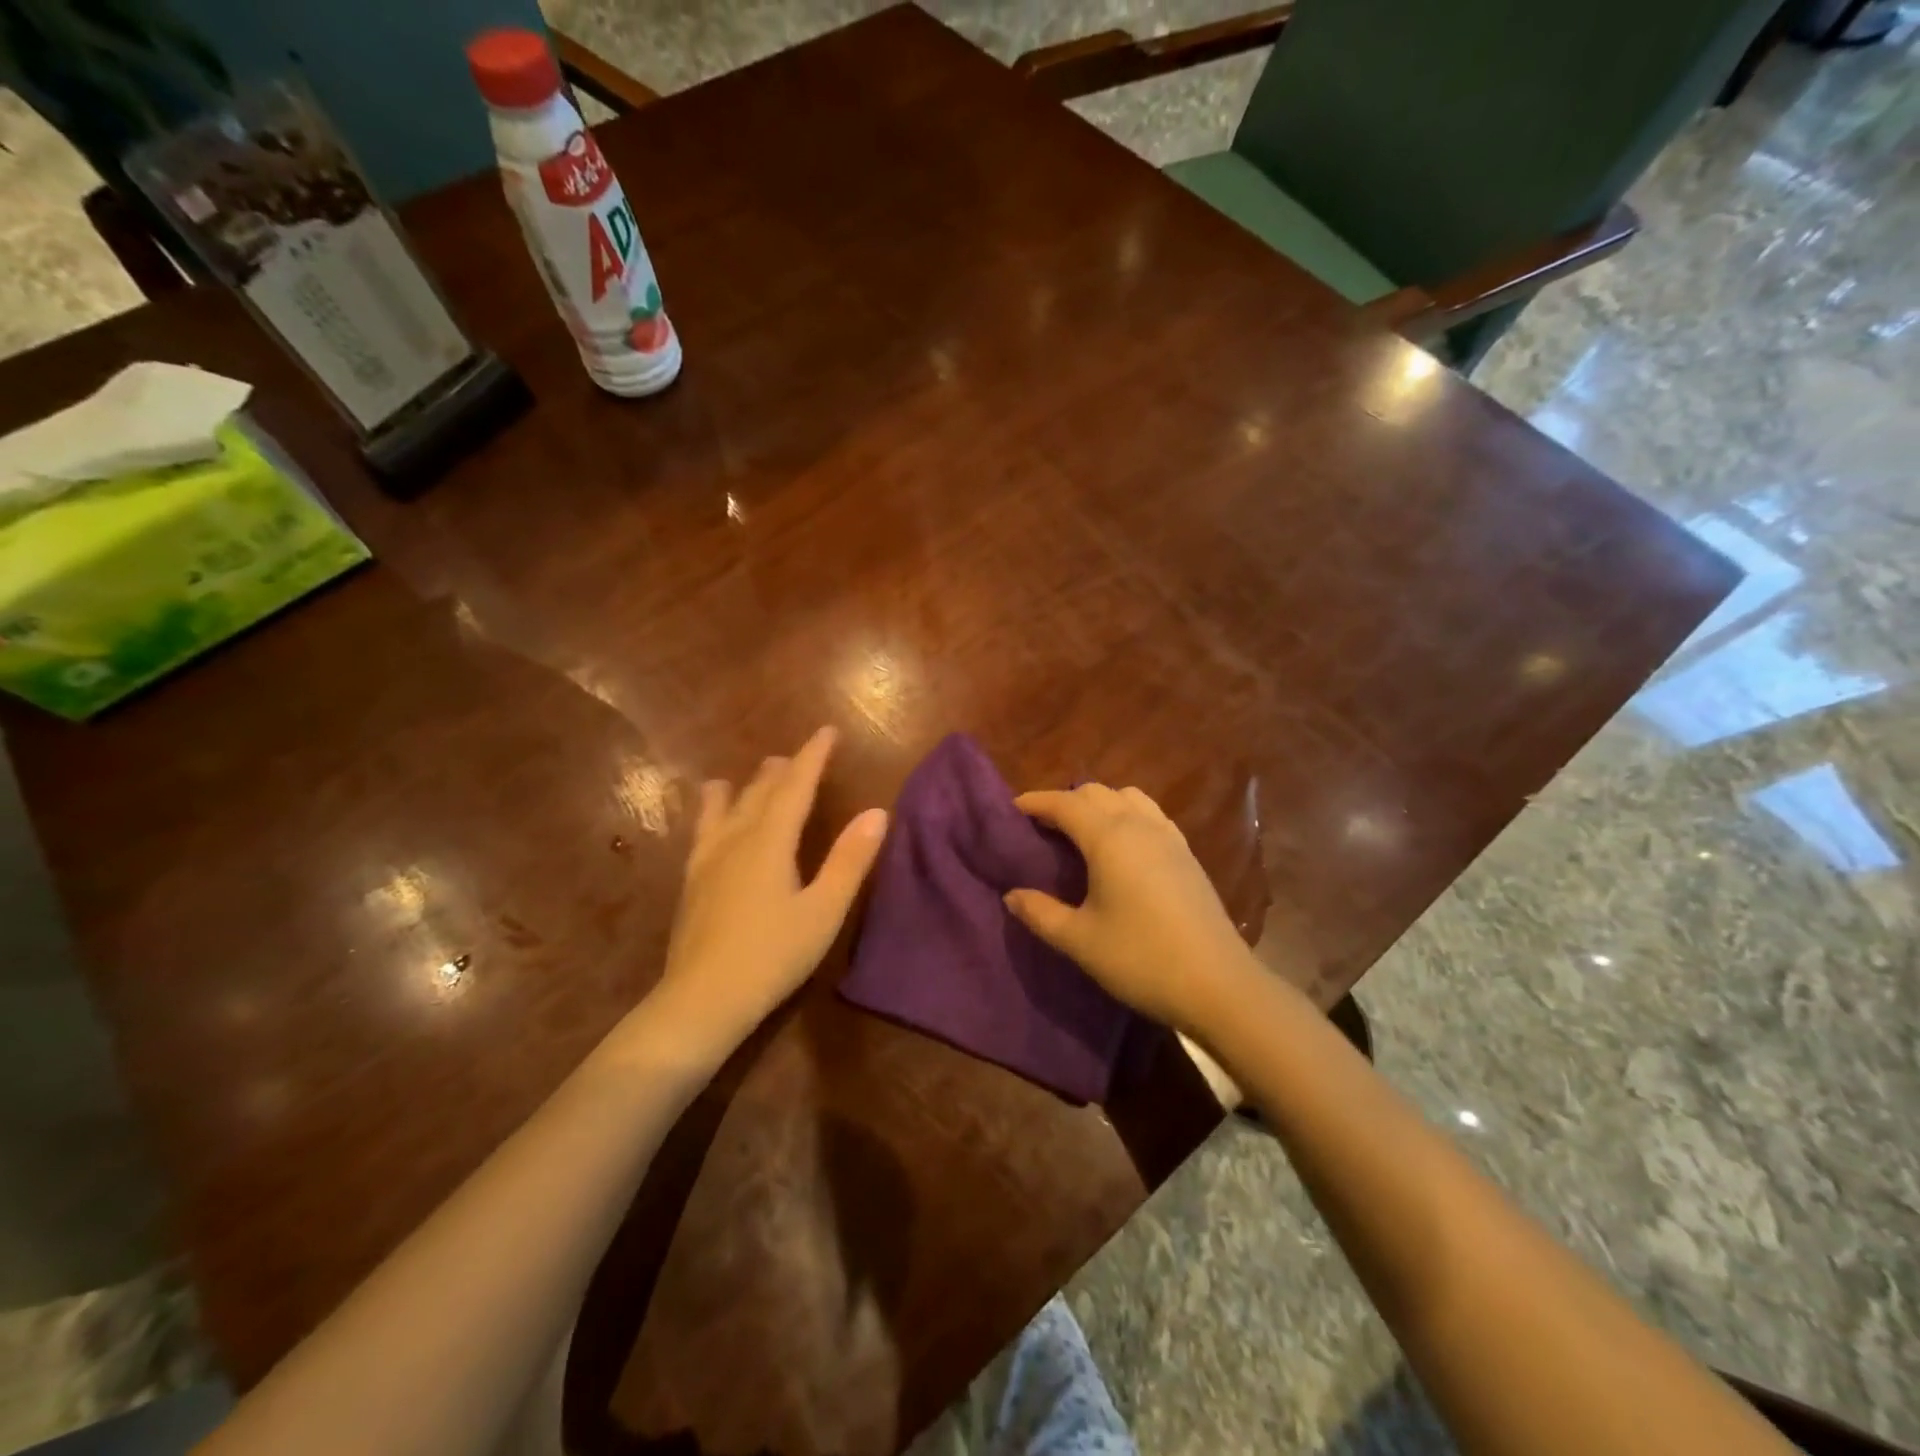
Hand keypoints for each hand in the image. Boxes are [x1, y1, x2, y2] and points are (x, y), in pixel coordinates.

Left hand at [657, 726, 887, 1050]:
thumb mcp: (823, 912)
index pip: (796, 786)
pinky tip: (712, 820)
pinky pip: (704, 830)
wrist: (701, 1000)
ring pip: (727, 807)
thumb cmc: (772, 956)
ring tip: (755, 773)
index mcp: (770, 841)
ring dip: (747, 786)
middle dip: (784, 769)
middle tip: (799, 755)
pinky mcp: (692, 881)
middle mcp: (736, 839)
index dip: (814, 756)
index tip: (828, 731)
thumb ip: (850, 860)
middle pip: (761, 791)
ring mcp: (708, 859)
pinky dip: (714, 810)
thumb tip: (877, 812)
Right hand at [1006, 785, 1254, 1033]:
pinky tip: (1123, 848)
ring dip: (1099, 804)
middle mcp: (1139, 825)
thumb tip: (1012, 895)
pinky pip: (1150, 815)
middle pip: (1096, 793)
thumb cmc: (1141, 958)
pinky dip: (1127, 815)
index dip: (1036, 802)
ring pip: (1128, 798)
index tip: (1012, 810)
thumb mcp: (1079, 940)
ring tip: (1082, 833)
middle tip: (1042, 828)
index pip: (1064, 803)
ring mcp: (1169, 837)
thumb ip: (1040, 913)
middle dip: (1065, 801)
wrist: (1218, 985)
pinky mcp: (1187, 854)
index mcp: (1109, 837)